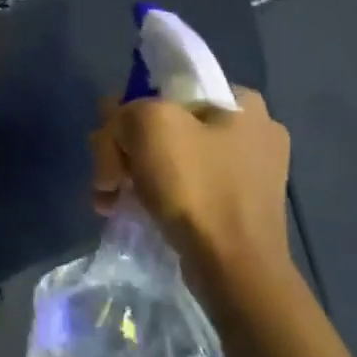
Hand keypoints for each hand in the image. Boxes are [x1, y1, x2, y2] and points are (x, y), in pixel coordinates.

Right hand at [89, 86, 291, 295]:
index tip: (111, 141)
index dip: (128, 110)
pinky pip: (181, 187)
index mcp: (241, 103)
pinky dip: (151, 195)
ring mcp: (246, 172)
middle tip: (106, 179)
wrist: (234, 268)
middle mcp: (251, 132)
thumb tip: (119, 126)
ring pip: (166, 157)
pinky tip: (128, 211)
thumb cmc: (196, 187)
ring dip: (129, 175)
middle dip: (122, 150)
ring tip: (107, 201)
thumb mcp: (149, 124)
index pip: (166, 88)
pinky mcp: (235, 207)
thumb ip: (125, 110)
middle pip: (161, 125)